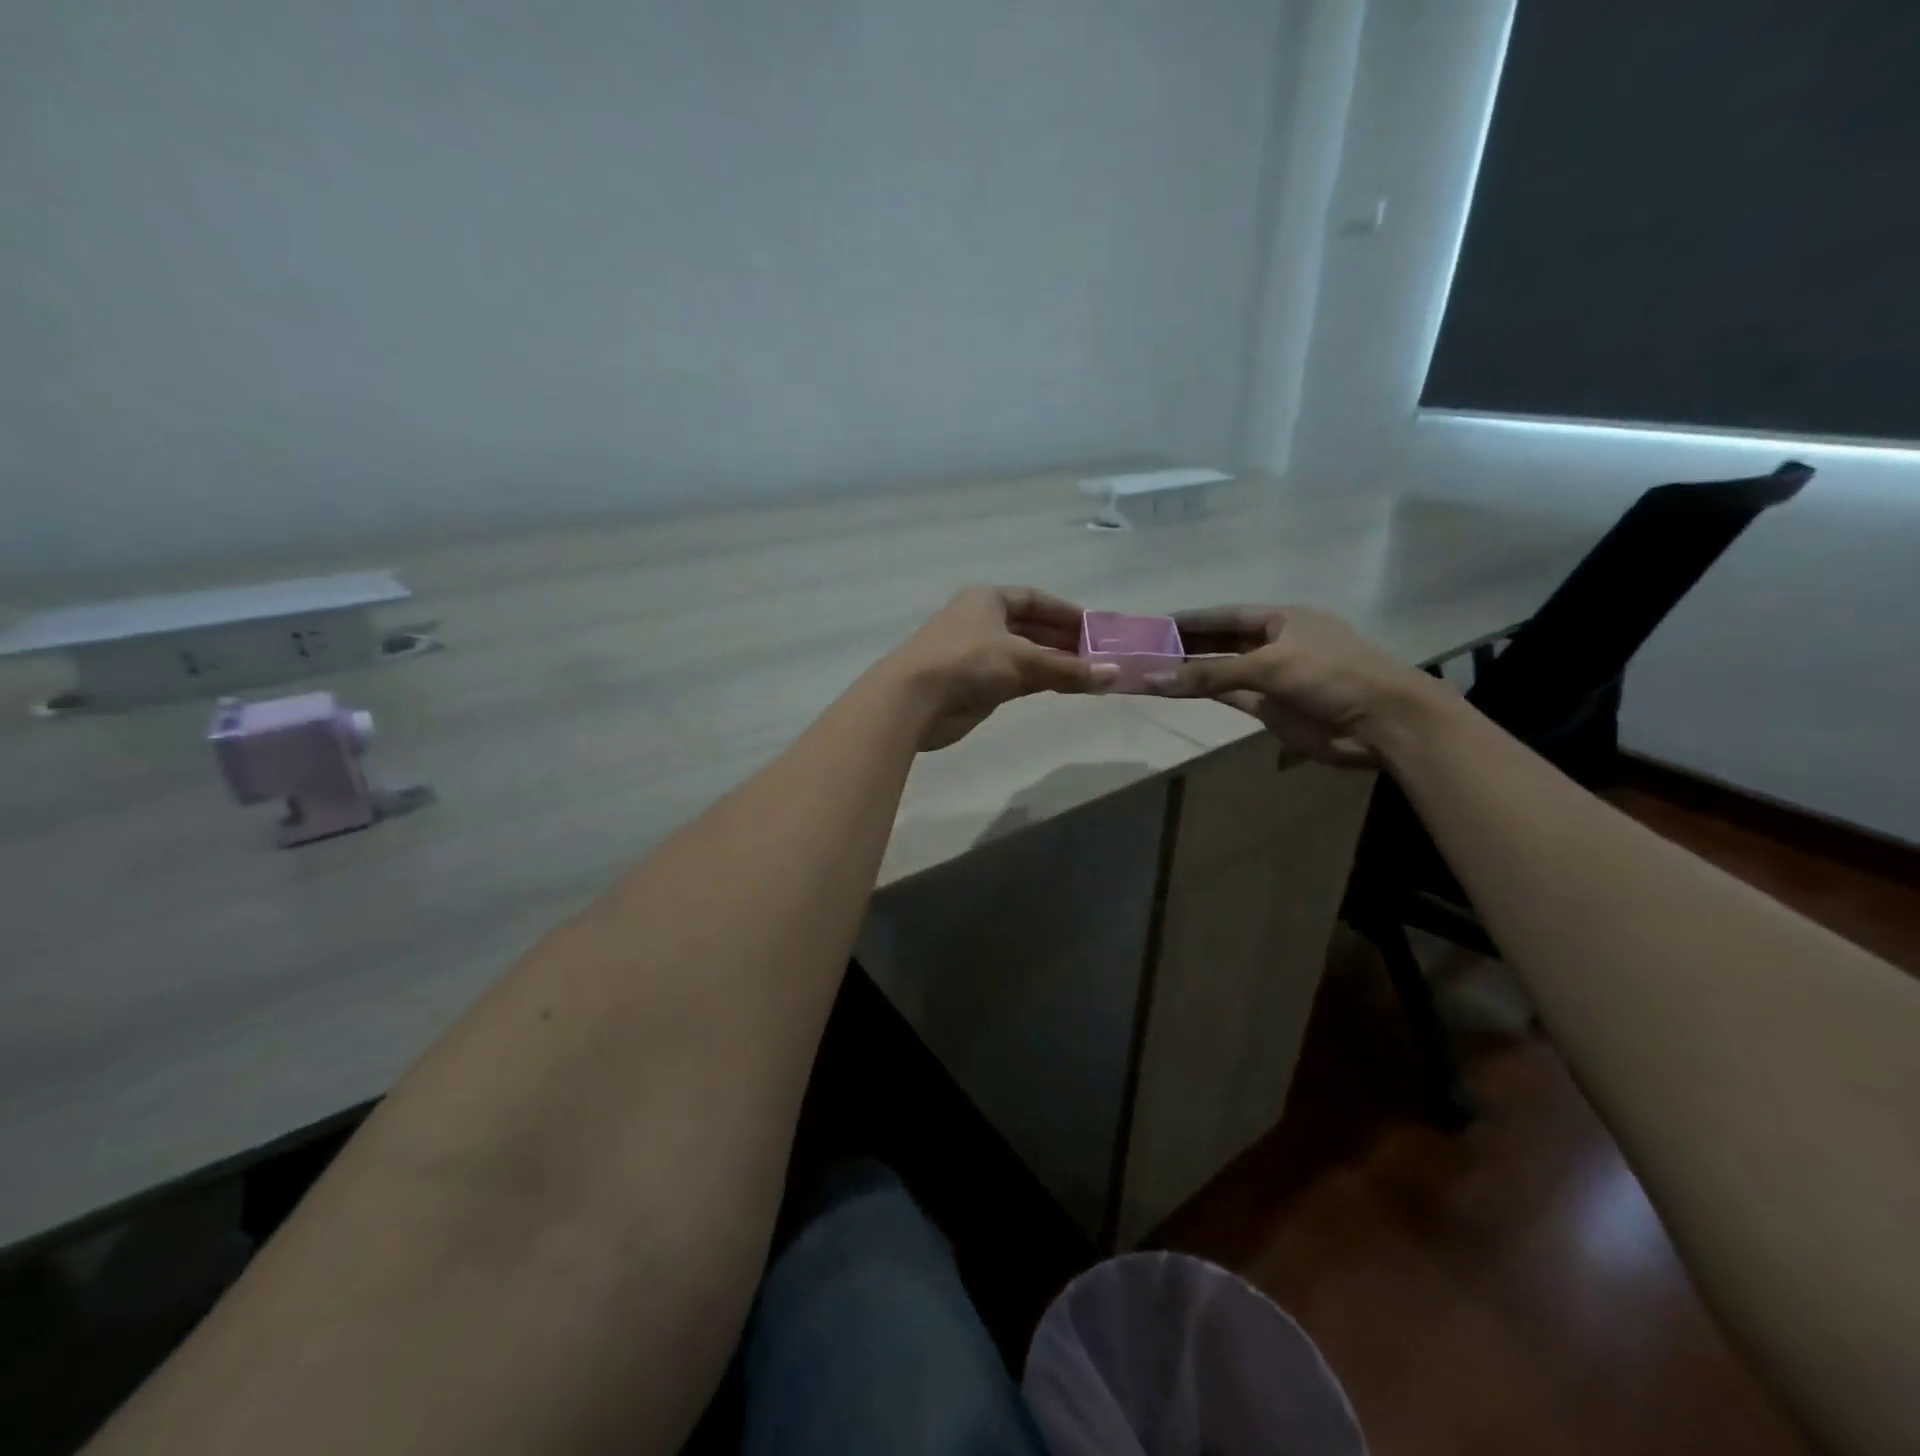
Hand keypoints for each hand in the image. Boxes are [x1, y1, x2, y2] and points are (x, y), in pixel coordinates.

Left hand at [881, 586, 1116, 750]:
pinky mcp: (971, 683)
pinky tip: (1058, 689)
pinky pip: (1012, 678)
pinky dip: (1036, 681)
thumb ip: (1068, 669)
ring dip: (1051, 663)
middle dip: (1063, 641)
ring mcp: (973, 653)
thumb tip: (1115, 675)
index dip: (1065, 612)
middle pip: (1029, 627)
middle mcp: (980, 621)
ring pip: (1021, 654)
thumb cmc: (967, 664)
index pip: (1034, 599)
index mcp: (987, 600)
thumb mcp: (1023, 661)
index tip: (1095, 627)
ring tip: (1087, 674)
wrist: (912, 700)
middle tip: (1098, 655)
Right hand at [1148, 605, 1432, 765]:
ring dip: (1190, 671)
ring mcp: (1272, 677)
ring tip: (1151, 670)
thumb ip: (1210, 674)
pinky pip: (1229, 695)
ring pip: (1221, 671)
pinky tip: (1176, 690)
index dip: (1191, 619)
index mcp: (1281, 620)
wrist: (1381, 722)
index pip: (1225, 616)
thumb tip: (1154, 679)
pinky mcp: (1270, 707)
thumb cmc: (1331, 675)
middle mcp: (1274, 644)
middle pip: (1220, 642)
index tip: (1154, 624)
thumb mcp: (1269, 666)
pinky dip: (1205, 692)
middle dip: (1186, 645)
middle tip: (1144, 650)